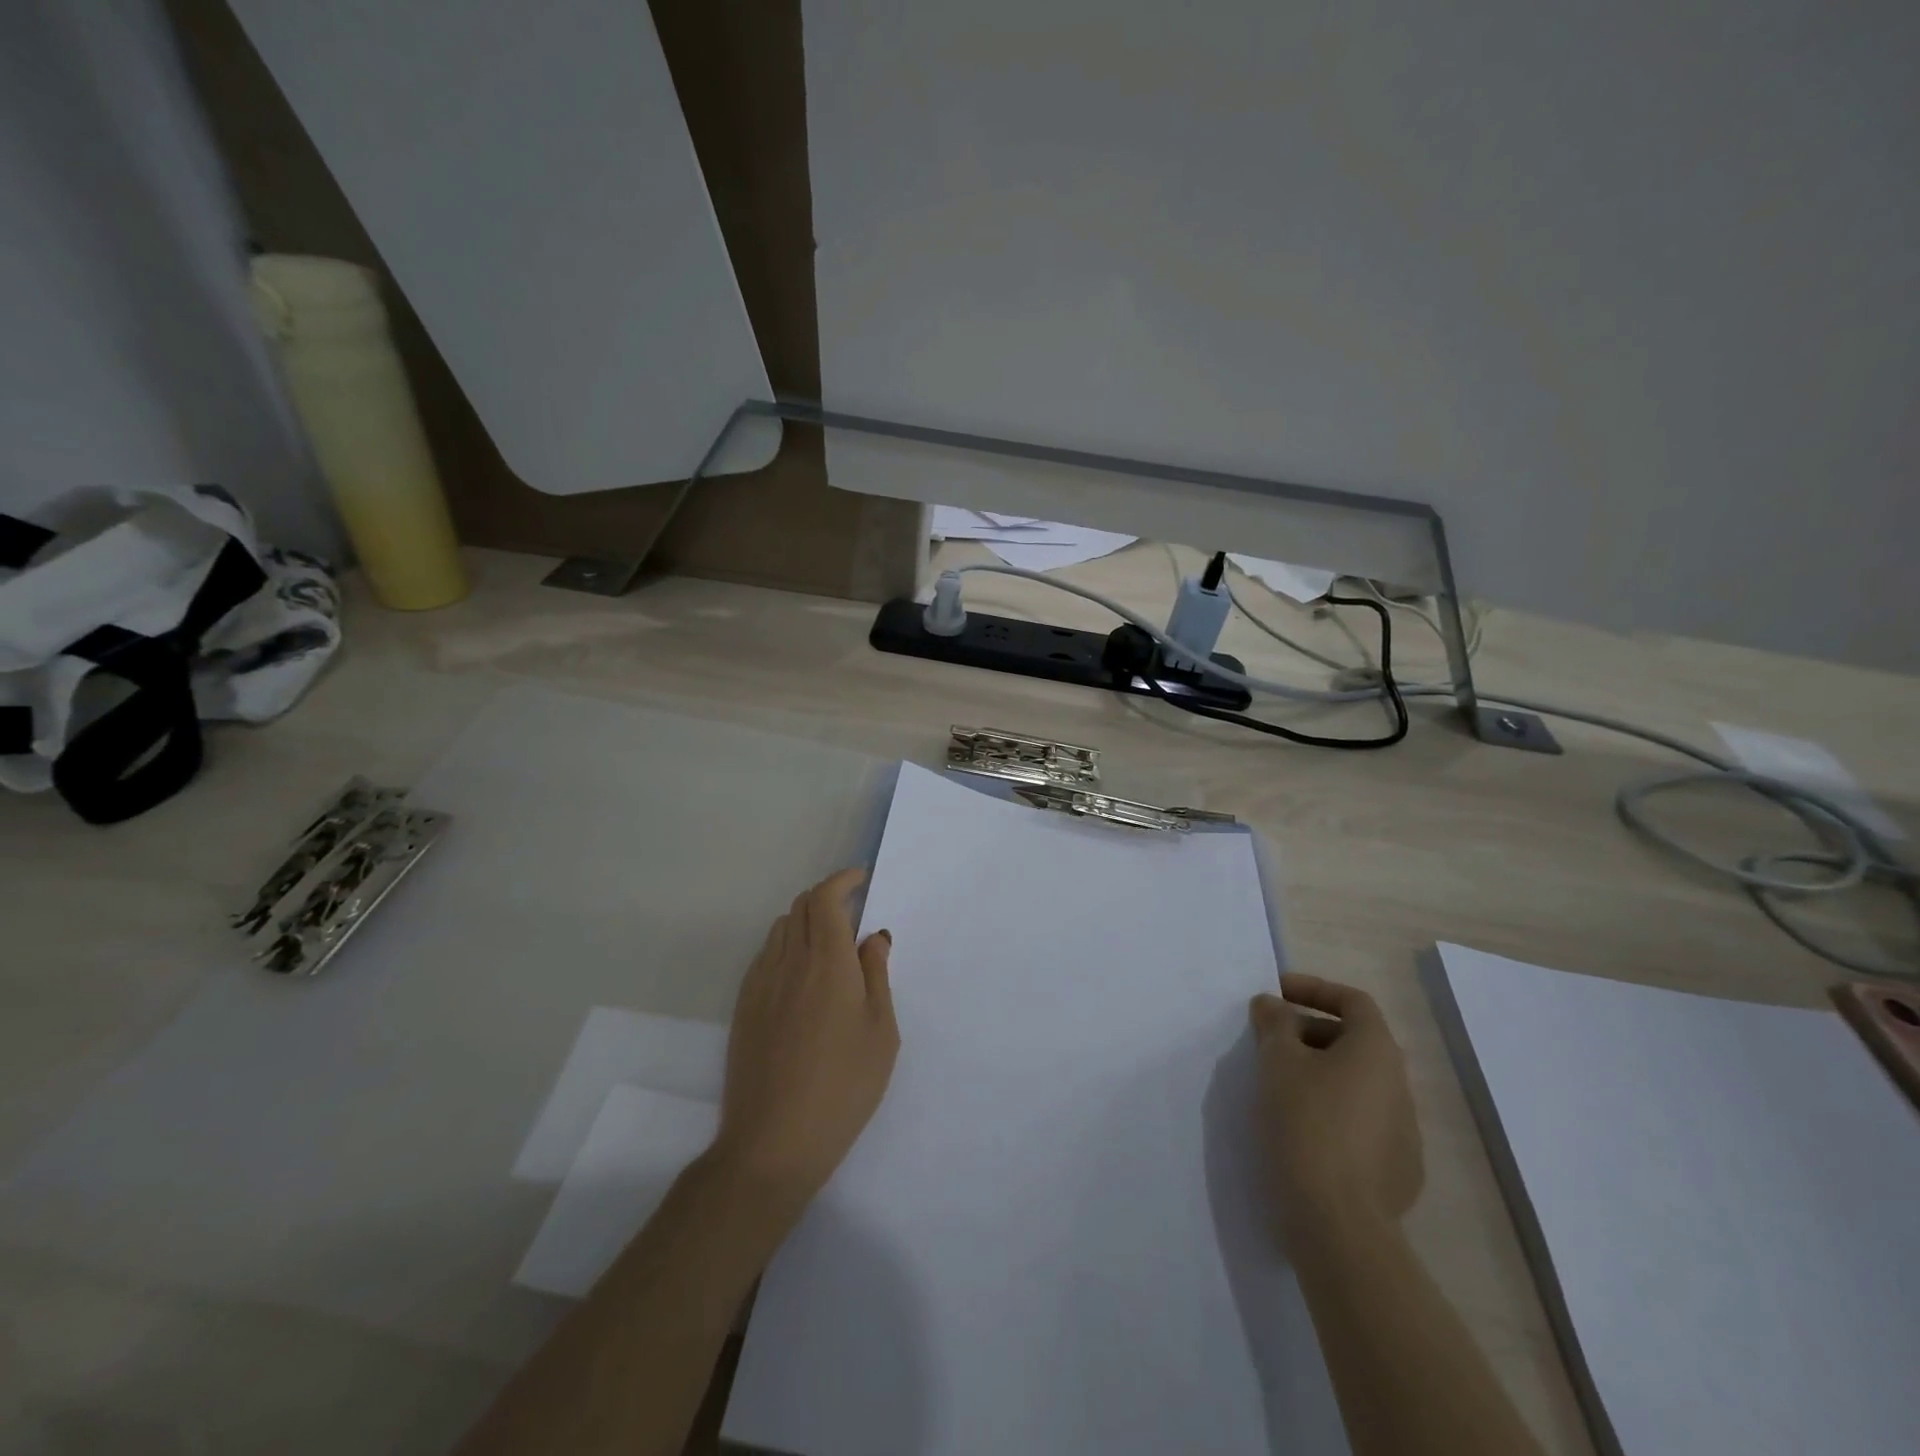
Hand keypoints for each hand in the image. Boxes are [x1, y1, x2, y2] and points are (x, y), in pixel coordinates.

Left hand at [711, 868, 898, 1206]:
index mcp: (827, 962)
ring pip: (781, 929)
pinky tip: (801, 975)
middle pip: (801, 906)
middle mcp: (789, 962)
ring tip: (828, 944)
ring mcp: (760, 983)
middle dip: (827, 897)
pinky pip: (766, 955)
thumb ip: (877, 975)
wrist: (773, 1141)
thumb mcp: (881, 1032)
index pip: (825, 898)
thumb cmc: (844, 1087)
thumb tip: (872, 936)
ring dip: (806, 920)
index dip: (842, 879)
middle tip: (851, 910)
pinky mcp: (743, 1006)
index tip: (861, 879)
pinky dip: (786, 946)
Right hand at [1250, 974, 1423, 1239]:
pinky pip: (1361, 1121)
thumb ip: (1274, 1023)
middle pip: (1355, 1040)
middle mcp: (1400, 1085)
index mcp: (1377, 1051)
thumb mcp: (1277, 1061)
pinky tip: (1301, 1128)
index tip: (1277, 992)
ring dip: (1319, 1072)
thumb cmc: (1306, 1124)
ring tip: (1278, 1084)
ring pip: (1357, 1083)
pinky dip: (1331, 1109)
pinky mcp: (1397, 1170)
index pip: (1353, 1000)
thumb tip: (1272, 1004)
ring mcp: (1404, 1131)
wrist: (1338, 1223)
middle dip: (1309, 1031)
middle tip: (1269, 1040)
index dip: (1314, 989)